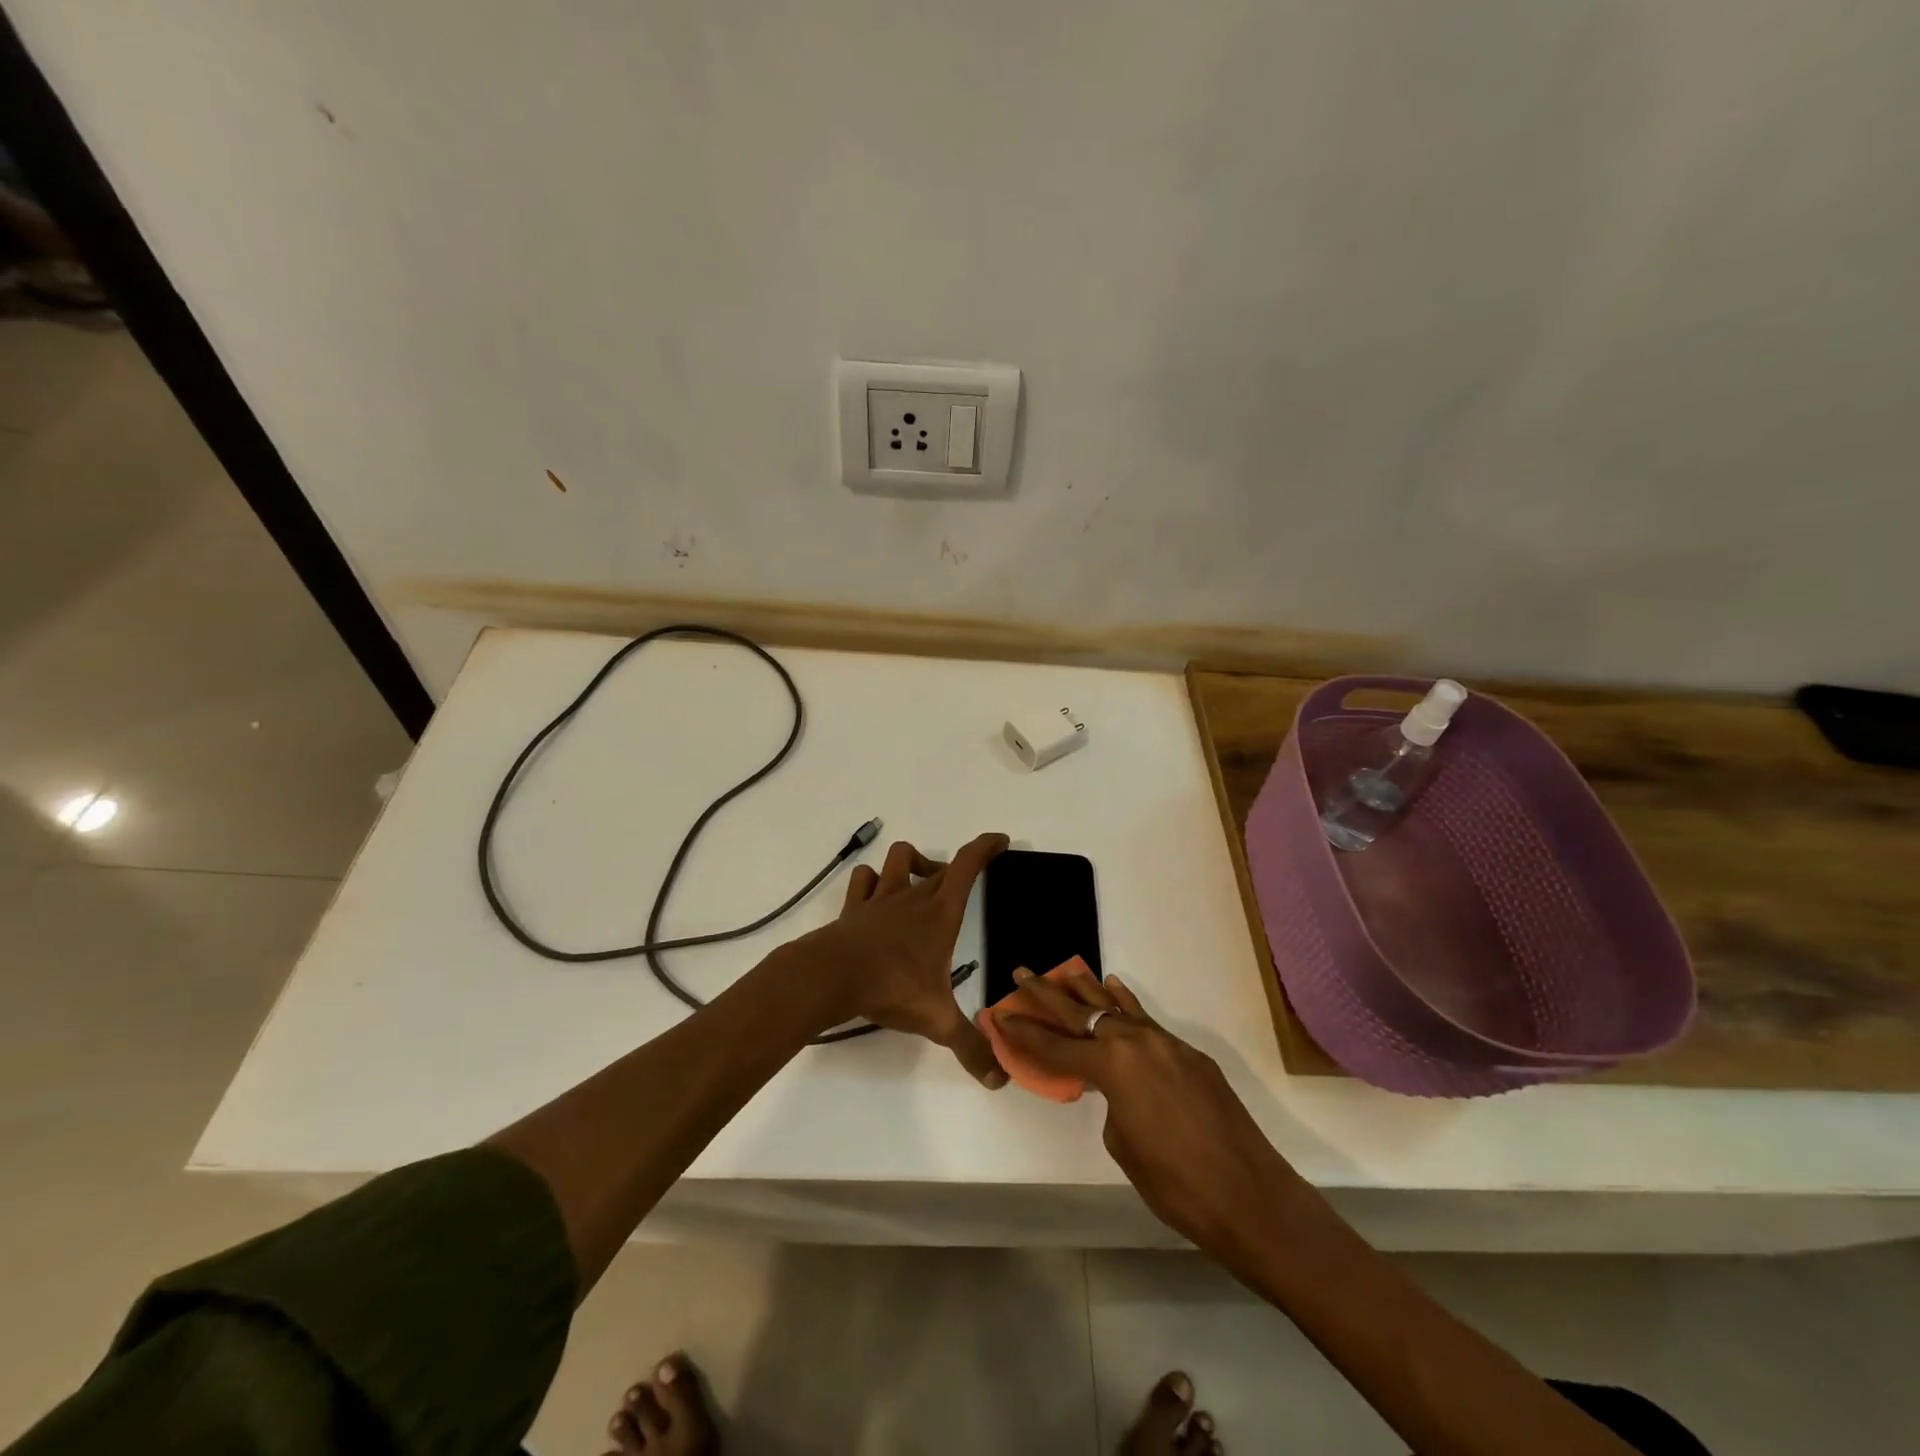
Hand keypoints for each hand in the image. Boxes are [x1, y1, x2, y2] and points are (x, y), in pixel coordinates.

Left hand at [794, 833, 1009, 1088]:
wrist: (831, 977)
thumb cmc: (891, 988)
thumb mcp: (937, 1020)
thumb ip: (970, 1047)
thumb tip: (999, 1080)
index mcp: (940, 912)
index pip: (968, 865)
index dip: (986, 847)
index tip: (1000, 841)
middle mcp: (913, 896)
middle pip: (939, 864)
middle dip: (955, 868)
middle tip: (962, 886)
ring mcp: (880, 898)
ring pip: (898, 857)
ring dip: (912, 863)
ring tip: (919, 884)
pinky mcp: (853, 908)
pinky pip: (863, 879)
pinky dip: (872, 880)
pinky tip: (876, 896)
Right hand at [994, 968, 1302, 1265]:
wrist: (1250, 1196)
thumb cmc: (1176, 1185)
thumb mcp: (1124, 1145)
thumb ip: (1111, 1104)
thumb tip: (1116, 1089)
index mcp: (1112, 1067)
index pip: (1055, 1048)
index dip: (1024, 1034)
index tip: (1000, 1015)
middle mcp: (1136, 1042)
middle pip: (1081, 1013)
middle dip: (1047, 995)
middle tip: (1022, 974)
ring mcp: (1166, 1044)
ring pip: (1116, 1008)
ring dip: (1088, 991)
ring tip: (1064, 971)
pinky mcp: (1189, 1054)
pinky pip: (1147, 1021)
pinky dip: (1126, 1005)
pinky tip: (1115, 989)